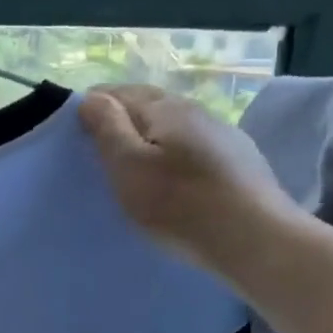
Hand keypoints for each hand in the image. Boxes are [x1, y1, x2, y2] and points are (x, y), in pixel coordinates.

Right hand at [80, 85, 301, 274]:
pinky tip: (173, 179)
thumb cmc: (180, 204)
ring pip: (172, 127)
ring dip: (149, 138)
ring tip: (133, 166)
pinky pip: (193, 147)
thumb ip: (107, 127)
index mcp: (164, 107)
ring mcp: (222, 134)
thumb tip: (91, 97)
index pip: (116, 92)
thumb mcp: (128, 166)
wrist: (257, 241)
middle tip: (99, 151)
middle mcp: (196, 110)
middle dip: (120, 120)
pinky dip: (173, 155)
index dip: (92, 108)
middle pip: (147, 105)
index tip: (75, 135)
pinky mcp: (239, 160)